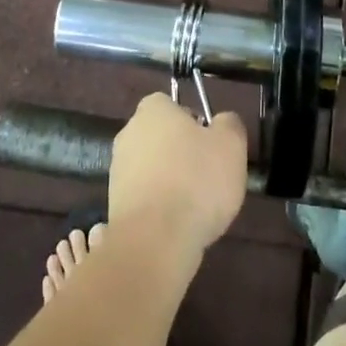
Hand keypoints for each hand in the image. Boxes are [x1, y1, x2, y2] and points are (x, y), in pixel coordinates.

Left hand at [108, 93, 247, 263]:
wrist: (154, 240)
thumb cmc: (196, 181)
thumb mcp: (230, 145)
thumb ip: (229, 124)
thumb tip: (222, 121)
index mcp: (153, 110)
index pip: (172, 104)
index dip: (194, 122)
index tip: (211, 145)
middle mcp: (129, 133)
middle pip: (162, 137)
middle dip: (182, 153)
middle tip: (209, 176)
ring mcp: (118, 170)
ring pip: (154, 168)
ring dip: (171, 181)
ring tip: (196, 206)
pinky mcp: (115, 203)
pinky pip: (145, 196)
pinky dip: (160, 206)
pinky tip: (178, 223)